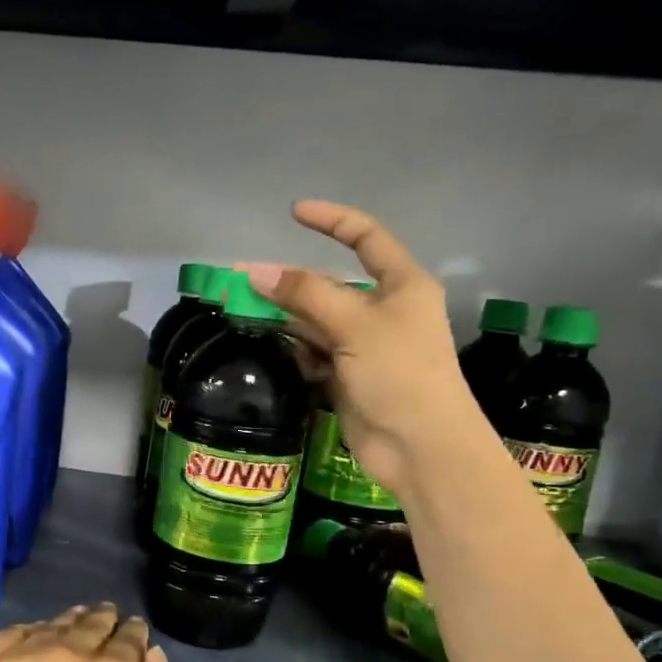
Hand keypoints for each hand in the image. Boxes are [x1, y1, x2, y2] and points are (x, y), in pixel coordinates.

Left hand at [0, 603, 190, 661]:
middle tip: (106, 624)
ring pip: (54, 625)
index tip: (133, 638)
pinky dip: (31, 634)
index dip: (134, 636)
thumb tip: (154, 654)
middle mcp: (68, 652)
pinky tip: (35, 646)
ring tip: (75, 629)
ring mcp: (20, 658)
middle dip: (104, 623)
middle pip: (92, 623)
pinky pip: (14, 635)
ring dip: (70, 625)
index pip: (130, 637)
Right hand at [245, 200, 479, 497]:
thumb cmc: (400, 375)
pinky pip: (313, 352)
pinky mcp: (347, 377)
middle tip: (242, 281)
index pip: (366, 238)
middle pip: (329, 285)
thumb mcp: (355, 325)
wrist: (420, 448)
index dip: (332, 220)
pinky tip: (275, 351)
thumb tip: (255, 271)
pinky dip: (294, 350)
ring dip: (285, 318)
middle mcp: (383, 311)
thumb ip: (305, 295)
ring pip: (315, 321)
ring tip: (244, 314)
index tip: (294, 213)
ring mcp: (363, 346)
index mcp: (401, 285)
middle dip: (289, 282)